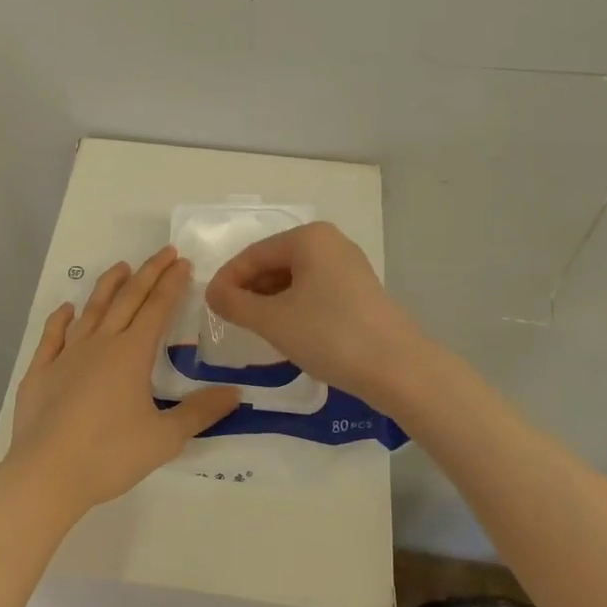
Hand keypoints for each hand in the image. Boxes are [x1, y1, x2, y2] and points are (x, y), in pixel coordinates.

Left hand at [6, 246, 239, 520]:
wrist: (46, 474)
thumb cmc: (110, 455)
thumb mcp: (165, 438)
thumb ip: (200, 412)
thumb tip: (236, 392)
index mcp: (131, 354)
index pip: (157, 309)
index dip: (172, 284)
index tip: (183, 262)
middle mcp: (100, 344)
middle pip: (127, 299)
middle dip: (148, 273)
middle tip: (164, 252)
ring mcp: (66, 355)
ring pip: (91, 310)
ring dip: (108, 286)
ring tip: (121, 266)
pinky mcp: (40, 372)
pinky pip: (52, 336)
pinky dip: (60, 319)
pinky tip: (66, 309)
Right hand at [205, 222, 427, 406]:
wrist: (398, 369)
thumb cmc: (329, 335)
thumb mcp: (272, 320)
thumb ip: (234, 303)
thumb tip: (213, 293)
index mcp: (308, 237)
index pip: (253, 254)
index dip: (227, 280)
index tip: (209, 306)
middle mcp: (330, 242)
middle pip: (274, 263)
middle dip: (249, 290)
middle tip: (230, 320)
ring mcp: (348, 266)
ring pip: (294, 279)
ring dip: (270, 301)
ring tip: (254, 328)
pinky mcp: (359, 291)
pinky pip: (314, 290)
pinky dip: (293, 307)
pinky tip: (286, 332)